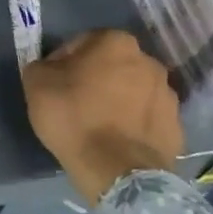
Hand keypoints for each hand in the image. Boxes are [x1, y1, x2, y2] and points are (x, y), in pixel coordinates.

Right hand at [21, 30, 182, 205]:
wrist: (116, 170)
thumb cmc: (73, 117)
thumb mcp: (36, 83)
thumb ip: (42, 65)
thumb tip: (51, 69)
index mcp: (116, 43)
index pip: (81, 43)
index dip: (62, 62)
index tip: (53, 83)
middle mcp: (149, 62)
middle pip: (112, 65)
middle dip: (95, 78)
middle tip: (75, 101)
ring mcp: (168, 95)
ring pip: (132, 91)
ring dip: (117, 100)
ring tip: (97, 124)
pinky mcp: (176, 127)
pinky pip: (146, 118)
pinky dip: (132, 124)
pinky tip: (115, 140)